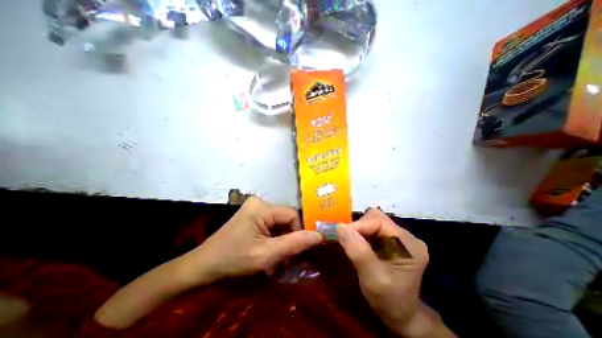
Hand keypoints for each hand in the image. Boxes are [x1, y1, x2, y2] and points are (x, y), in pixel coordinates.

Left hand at [185, 197, 321, 282]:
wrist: (203, 266)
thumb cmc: (233, 259)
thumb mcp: (266, 255)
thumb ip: (294, 244)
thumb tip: (318, 235)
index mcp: (262, 207)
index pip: (292, 215)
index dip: (297, 232)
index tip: (293, 253)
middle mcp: (260, 203)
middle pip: (285, 220)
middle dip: (287, 241)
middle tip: (283, 262)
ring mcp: (255, 209)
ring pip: (279, 225)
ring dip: (280, 244)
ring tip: (274, 263)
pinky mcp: (252, 216)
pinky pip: (271, 226)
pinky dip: (272, 241)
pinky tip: (267, 256)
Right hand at [339, 209, 445, 337]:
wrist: (400, 315)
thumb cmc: (388, 301)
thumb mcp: (372, 279)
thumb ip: (358, 252)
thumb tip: (340, 227)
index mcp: (409, 245)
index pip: (379, 221)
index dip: (359, 225)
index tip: (343, 235)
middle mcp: (407, 236)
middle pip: (377, 217)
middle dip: (359, 227)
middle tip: (349, 241)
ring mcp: (400, 237)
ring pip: (373, 220)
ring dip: (360, 230)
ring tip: (354, 244)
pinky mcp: (392, 240)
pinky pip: (373, 228)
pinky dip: (362, 233)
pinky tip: (360, 245)